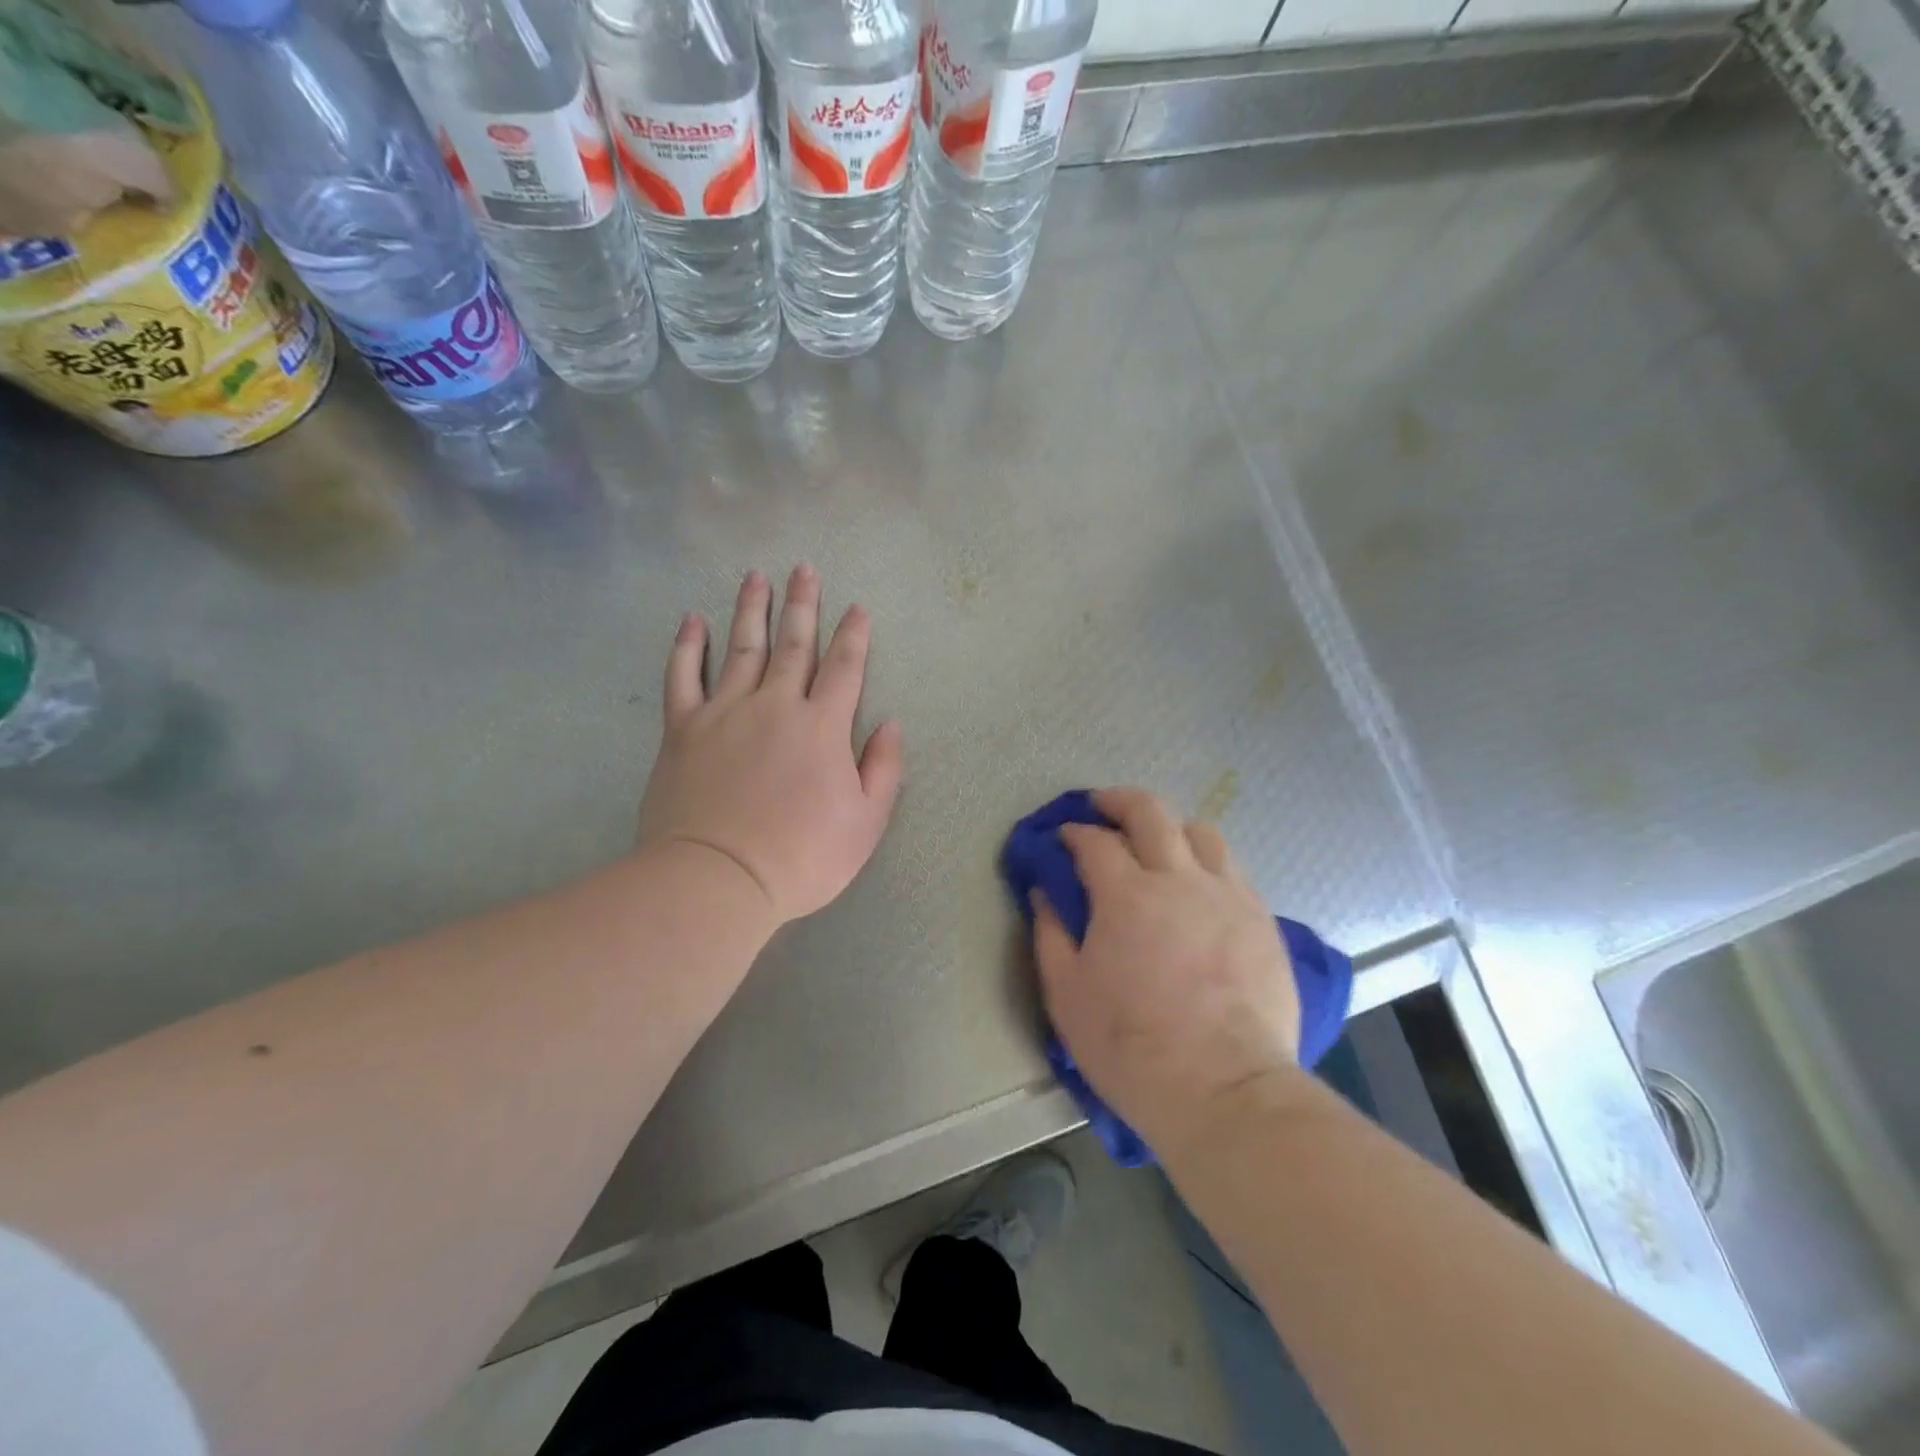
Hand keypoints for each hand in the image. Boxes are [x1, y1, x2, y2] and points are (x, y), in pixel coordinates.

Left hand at [638, 566, 904, 926]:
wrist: (718, 878)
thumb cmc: (802, 856)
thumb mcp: (865, 822)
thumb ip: (883, 768)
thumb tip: (890, 723)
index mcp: (822, 726)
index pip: (844, 668)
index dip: (853, 635)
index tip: (856, 607)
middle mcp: (775, 705)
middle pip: (793, 645)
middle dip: (803, 605)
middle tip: (803, 568)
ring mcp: (725, 712)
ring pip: (741, 648)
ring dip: (751, 609)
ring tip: (755, 577)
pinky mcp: (683, 729)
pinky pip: (684, 676)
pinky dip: (688, 646)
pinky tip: (692, 620)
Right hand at [1032, 789, 1301, 1156]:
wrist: (1226, 1091)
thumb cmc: (1133, 1048)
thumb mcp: (1068, 996)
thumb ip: (1051, 934)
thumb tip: (1044, 892)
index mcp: (1127, 895)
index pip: (1095, 841)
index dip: (1074, 833)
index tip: (1063, 838)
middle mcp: (1179, 880)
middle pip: (1151, 812)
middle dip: (1119, 801)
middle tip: (1102, 807)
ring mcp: (1228, 895)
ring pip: (1202, 832)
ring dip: (1171, 827)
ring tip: (1158, 845)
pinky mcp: (1262, 919)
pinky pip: (1233, 869)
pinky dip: (1207, 862)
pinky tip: (1199, 886)